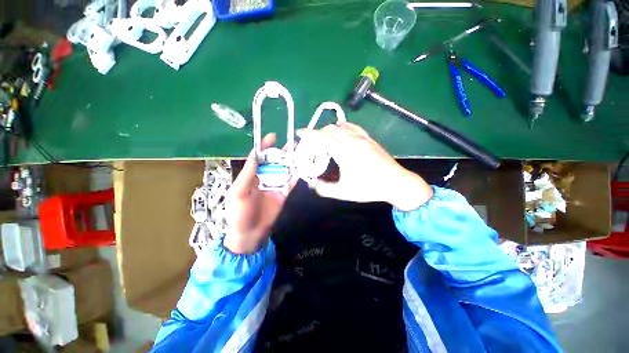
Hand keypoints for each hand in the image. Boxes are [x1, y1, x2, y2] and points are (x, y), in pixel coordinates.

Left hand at [223, 133, 293, 253]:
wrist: (250, 233)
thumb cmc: (239, 212)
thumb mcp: (238, 191)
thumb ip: (248, 173)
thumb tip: (255, 154)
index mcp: (252, 175)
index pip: (259, 157)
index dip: (265, 146)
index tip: (273, 136)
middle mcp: (264, 177)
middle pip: (274, 161)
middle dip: (282, 152)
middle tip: (293, 143)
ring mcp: (275, 185)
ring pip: (284, 170)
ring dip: (292, 161)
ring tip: (301, 151)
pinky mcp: (283, 193)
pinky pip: (291, 182)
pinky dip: (297, 175)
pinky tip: (303, 167)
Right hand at [297, 122, 432, 210]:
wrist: (396, 183)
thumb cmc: (369, 189)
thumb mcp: (344, 192)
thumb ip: (324, 189)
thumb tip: (312, 184)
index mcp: (345, 153)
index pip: (322, 138)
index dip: (309, 133)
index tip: (300, 132)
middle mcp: (353, 141)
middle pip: (330, 129)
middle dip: (317, 132)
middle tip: (312, 141)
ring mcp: (363, 138)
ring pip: (341, 126)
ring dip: (329, 129)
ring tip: (325, 138)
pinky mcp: (370, 138)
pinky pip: (353, 127)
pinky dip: (342, 127)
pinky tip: (341, 134)